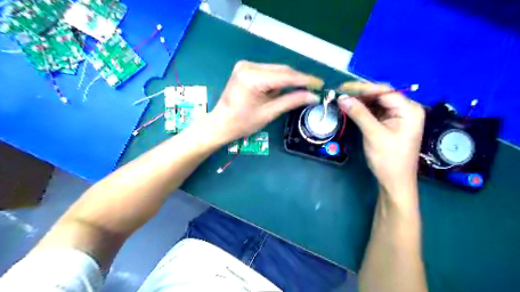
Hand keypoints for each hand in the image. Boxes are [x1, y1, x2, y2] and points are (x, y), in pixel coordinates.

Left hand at [209, 60, 323, 143]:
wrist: (221, 124)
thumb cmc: (242, 123)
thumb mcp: (269, 113)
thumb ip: (291, 101)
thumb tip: (313, 96)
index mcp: (252, 77)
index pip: (285, 76)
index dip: (305, 80)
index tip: (320, 84)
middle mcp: (248, 66)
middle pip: (281, 70)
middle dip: (297, 80)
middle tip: (313, 89)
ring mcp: (246, 65)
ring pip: (276, 70)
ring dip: (287, 82)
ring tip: (296, 94)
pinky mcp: (246, 69)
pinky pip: (268, 72)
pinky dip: (277, 81)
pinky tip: (279, 91)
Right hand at [337, 81, 426, 200]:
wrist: (394, 182)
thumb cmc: (388, 159)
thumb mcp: (373, 134)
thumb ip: (359, 114)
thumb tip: (342, 98)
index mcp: (409, 109)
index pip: (384, 91)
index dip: (362, 88)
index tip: (343, 88)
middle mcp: (405, 109)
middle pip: (380, 96)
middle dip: (360, 95)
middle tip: (339, 94)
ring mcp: (397, 117)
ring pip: (375, 103)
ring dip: (359, 102)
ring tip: (342, 100)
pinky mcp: (389, 124)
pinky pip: (374, 112)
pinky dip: (362, 111)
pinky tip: (350, 109)